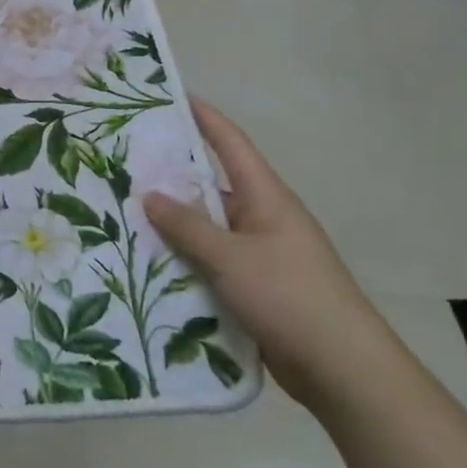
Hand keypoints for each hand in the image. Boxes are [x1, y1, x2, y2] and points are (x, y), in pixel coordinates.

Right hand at [143, 98, 401, 413]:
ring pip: (207, 229)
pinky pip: (211, 262)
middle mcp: (263, 219)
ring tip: (122, 214)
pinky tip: (148, 263)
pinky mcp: (255, 288)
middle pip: (211, 186)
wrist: (343, 371)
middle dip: (171, 175)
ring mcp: (260, 255)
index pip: (230, 144)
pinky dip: (184, 260)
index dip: (204, 117)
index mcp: (266, 198)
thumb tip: (150, 195)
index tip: (172, 96)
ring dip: (173, 225)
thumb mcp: (232, 257)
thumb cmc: (290, 297)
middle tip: (124, 163)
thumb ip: (188, 226)